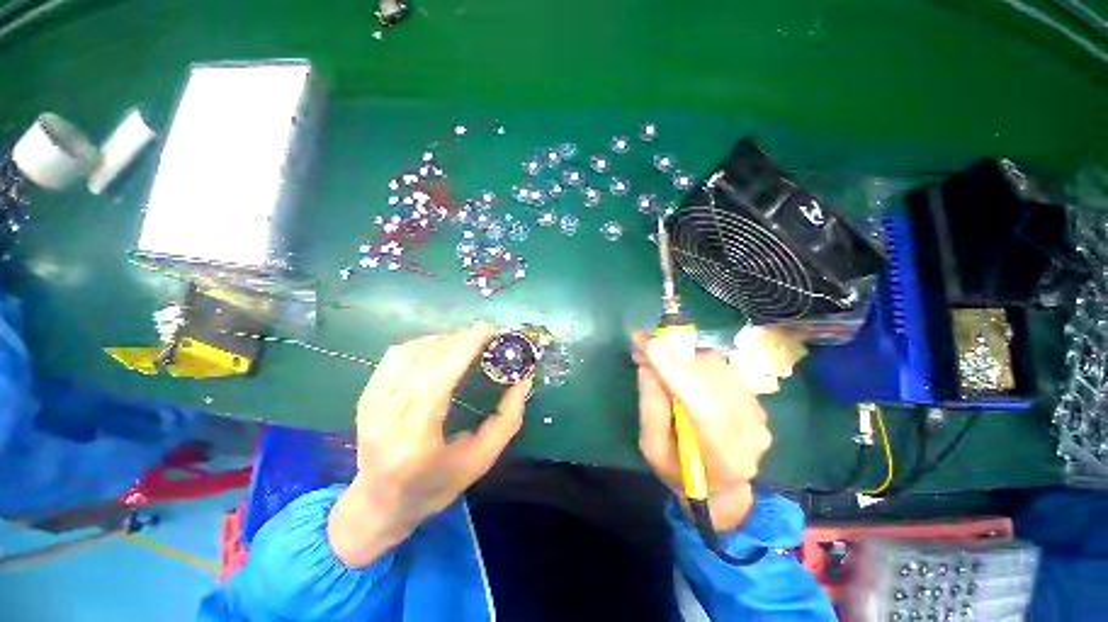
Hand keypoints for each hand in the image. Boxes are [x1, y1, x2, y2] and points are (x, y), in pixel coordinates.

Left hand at [328, 322, 530, 567]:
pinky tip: (440, 348)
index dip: (462, 349)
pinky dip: (422, 344)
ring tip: (464, 341)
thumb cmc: (435, 486)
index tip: (486, 330)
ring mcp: (370, 405)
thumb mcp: (480, 460)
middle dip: (457, 340)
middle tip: (483, 334)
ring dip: (440, 340)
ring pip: (407, 352)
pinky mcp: (365, 396)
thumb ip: (506, 420)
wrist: (379, 504)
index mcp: (414, 440)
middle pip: (423, 362)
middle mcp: (385, 418)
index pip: (436, 380)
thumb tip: (522, 381)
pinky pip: (395, 356)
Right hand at [632, 331, 771, 531]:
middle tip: (643, 348)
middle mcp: (750, 432)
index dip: (674, 369)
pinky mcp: (756, 401)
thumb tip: (647, 366)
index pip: (702, 405)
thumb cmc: (680, 472)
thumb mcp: (653, 449)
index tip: (647, 342)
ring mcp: (758, 415)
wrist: (721, 487)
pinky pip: (722, 369)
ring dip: (683, 357)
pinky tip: (681, 372)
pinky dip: (696, 362)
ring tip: (659, 360)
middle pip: (710, 377)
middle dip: (673, 356)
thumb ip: (651, 409)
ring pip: (717, 367)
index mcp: (723, 456)